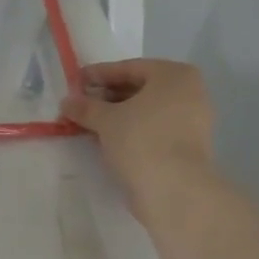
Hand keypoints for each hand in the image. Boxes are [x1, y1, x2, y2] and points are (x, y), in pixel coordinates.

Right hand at [61, 58, 216, 207]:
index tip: (74, 82)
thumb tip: (67, 102)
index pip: (128, 68)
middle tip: (79, 105)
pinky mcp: (187, 146)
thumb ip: (85, 107)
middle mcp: (189, 92)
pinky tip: (107, 140)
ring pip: (146, 111)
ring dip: (117, 115)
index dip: (98, 75)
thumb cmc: (141, 141)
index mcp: (174, 75)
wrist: (175, 190)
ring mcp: (192, 121)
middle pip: (139, 89)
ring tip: (88, 123)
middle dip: (107, 97)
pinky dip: (131, 131)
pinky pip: (153, 129)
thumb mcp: (106, 120)